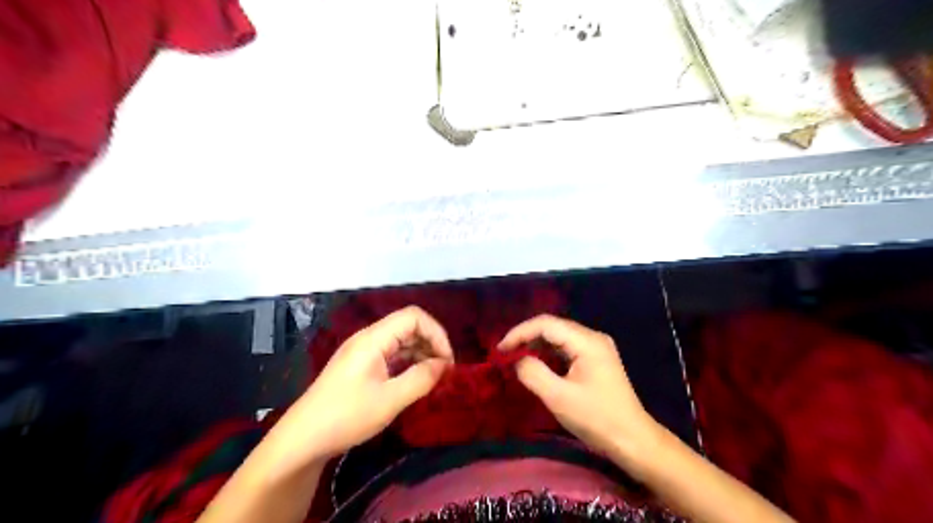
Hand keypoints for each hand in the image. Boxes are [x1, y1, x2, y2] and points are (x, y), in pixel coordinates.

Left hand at [275, 307, 455, 461]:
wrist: (302, 440)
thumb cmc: (346, 417)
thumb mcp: (390, 400)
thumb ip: (421, 378)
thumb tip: (445, 365)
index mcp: (373, 339)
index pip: (413, 317)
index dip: (436, 333)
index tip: (447, 361)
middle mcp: (368, 338)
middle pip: (408, 326)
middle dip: (431, 343)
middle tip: (444, 371)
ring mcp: (362, 351)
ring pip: (400, 340)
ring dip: (421, 354)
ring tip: (433, 378)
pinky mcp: (360, 365)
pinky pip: (390, 354)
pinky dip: (407, 363)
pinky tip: (415, 380)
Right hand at [498, 314, 659, 457]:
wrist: (633, 440)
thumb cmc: (597, 419)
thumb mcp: (559, 398)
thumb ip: (533, 374)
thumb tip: (517, 360)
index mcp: (587, 341)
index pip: (546, 324)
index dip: (520, 332)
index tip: (500, 349)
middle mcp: (592, 337)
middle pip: (552, 327)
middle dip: (526, 338)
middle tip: (504, 354)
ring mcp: (595, 348)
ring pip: (558, 337)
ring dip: (535, 346)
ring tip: (515, 359)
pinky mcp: (595, 360)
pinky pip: (565, 348)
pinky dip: (547, 354)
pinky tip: (536, 365)